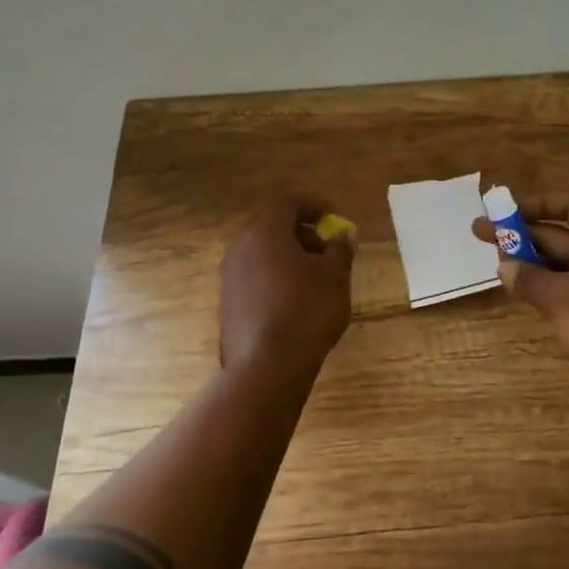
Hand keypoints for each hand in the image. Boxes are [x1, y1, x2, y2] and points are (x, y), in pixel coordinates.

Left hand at [219, 197, 355, 383]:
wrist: (267, 366)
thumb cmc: (307, 311)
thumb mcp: (335, 277)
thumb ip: (340, 249)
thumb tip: (342, 235)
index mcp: (266, 231)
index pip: (289, 202)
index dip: (315, 205)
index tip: (335, 218)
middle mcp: (241, 246)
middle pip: (272, 225)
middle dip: (301, 231)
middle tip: (326, 246)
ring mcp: (229, 275)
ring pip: (261, 251)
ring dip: (287, 254)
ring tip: (314, 275)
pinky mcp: (227, 301)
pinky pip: (253, 275)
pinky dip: (274, 275)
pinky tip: (294, 298)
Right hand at [473, 188, 568, 409]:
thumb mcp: (562, 300)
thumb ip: (530, 279)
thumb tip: (505, 266)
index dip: (540, 202)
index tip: (507, 210)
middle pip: (562, 233)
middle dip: (522, 232)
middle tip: (481, 233)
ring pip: (563, 262)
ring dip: (531, 259)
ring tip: (497, 263)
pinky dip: (545, 284)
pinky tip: (522, 291)